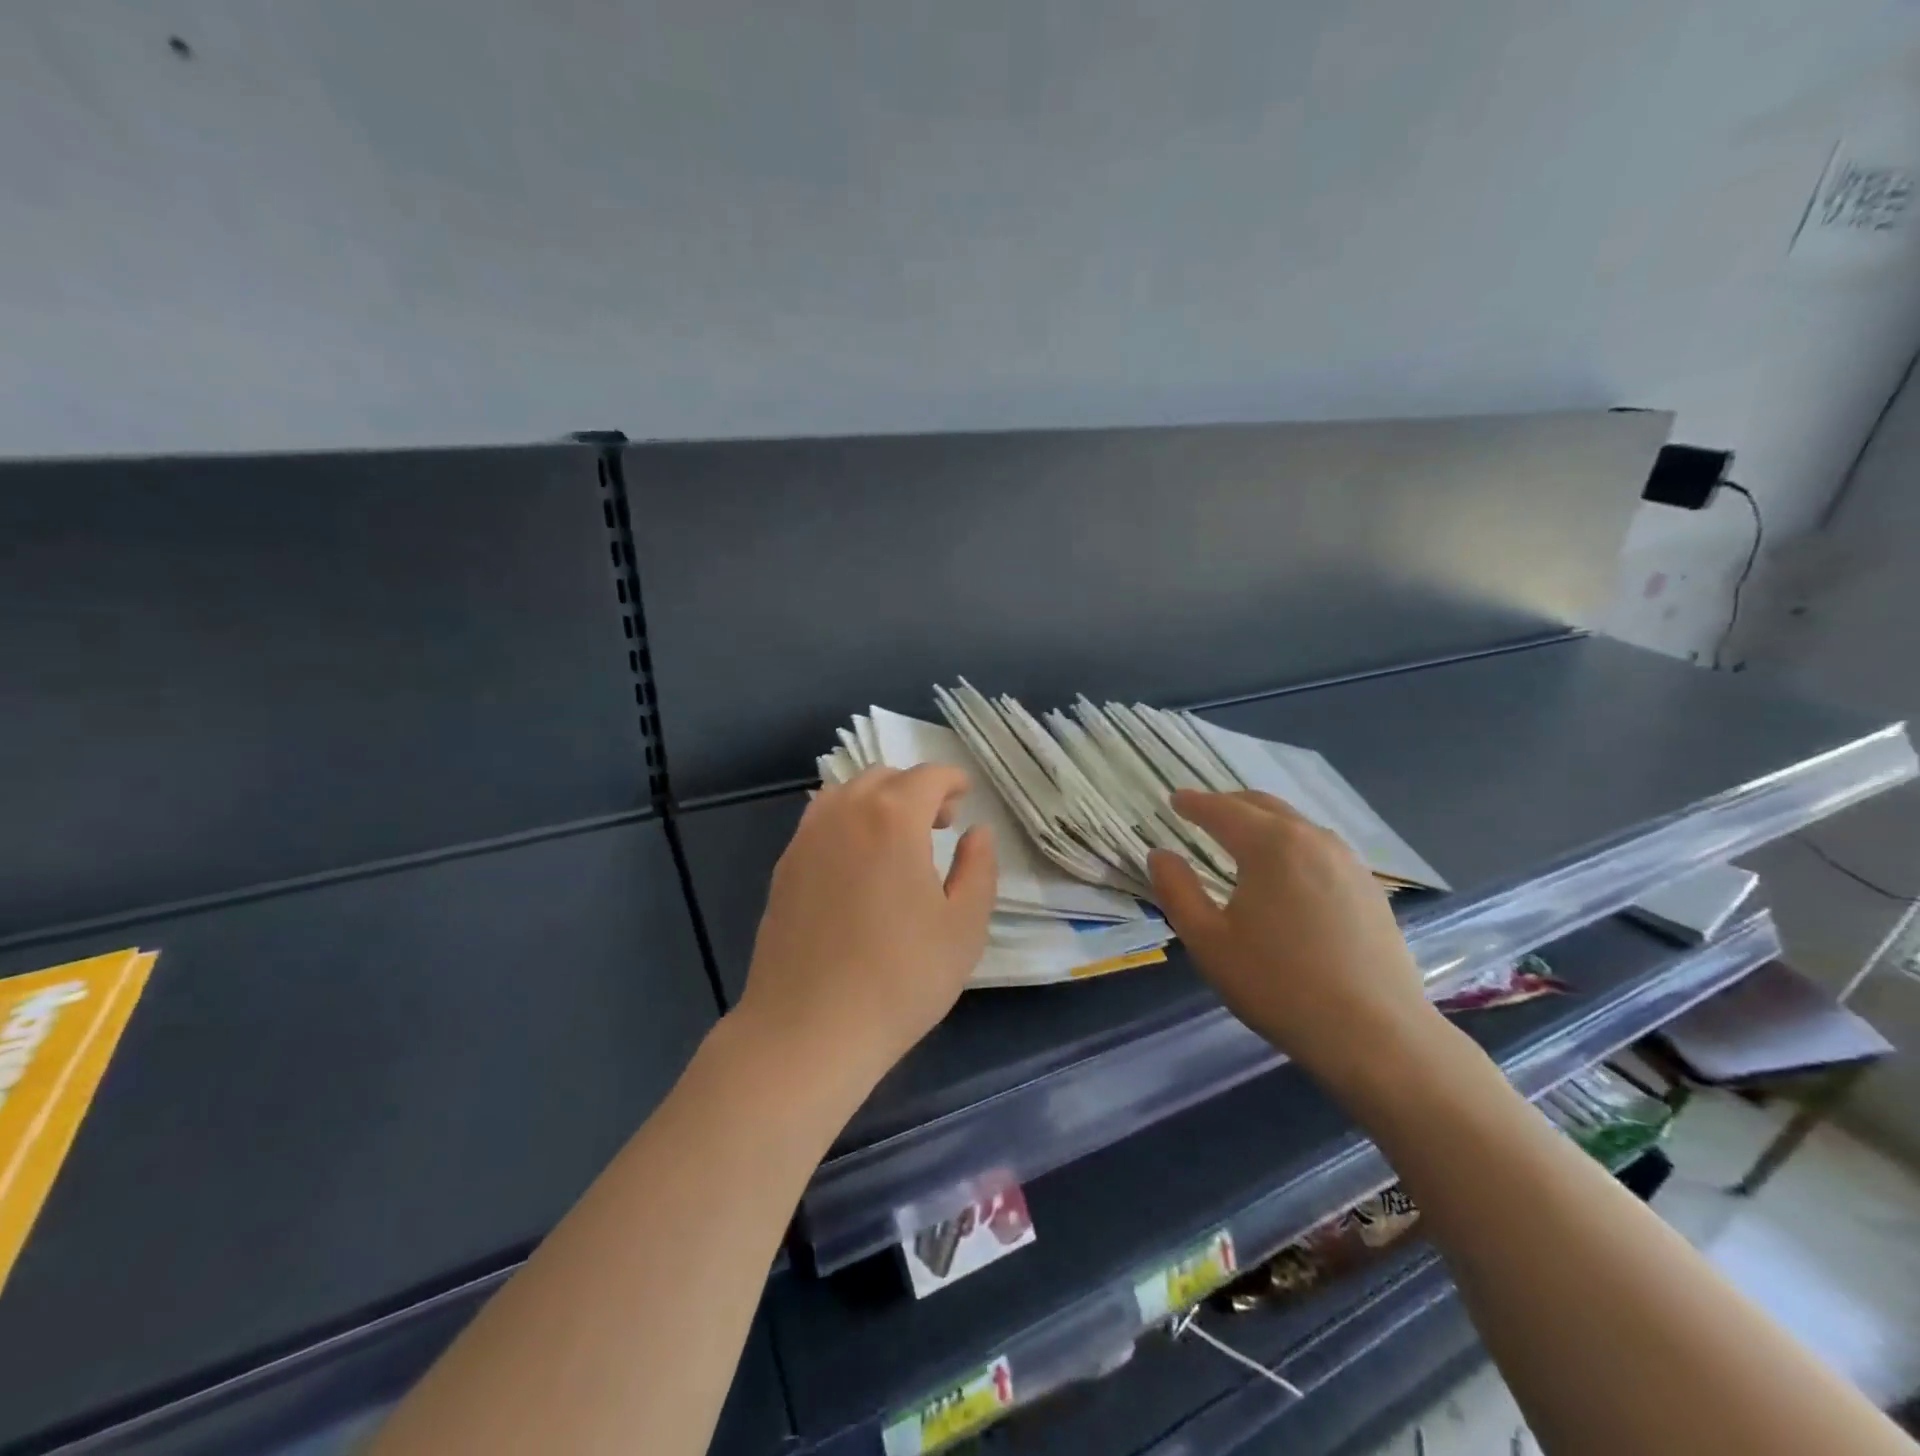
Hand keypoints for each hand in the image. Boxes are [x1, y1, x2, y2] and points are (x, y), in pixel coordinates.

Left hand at [736, 765, 996, 1089]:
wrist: (809, 1028)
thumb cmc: (900, 978)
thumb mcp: (964, 927)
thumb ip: (979, 868)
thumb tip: (978, 832)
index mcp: (893, 819)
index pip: (927, 777)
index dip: (951, 780)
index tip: (966, 797)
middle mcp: (845, 814)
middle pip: (884, 777)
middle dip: (916, 789)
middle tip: (939, 823)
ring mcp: (807, 838)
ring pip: (846, 793)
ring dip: (878, 801)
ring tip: (897, 839)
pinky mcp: (783, 867)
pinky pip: (820, 820)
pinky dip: (846, 820)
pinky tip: (857, 862)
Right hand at [1148, 790, 1438, 1090]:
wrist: (1375, 1035)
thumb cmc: (1278, 984)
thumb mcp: (1208, 941)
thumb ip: (1177, 890)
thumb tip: (1160, 855)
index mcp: (1270, 845)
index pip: (1222, 810)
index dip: (1194, 803)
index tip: (1175, 799)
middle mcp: (1312, 839)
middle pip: (1263, 806)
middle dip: (1228, 805)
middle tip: (1202, 812)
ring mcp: (1348, 862)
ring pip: (1295, 824)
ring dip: (1262, 822)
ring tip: (1240, 838)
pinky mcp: (1369, 889)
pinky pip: (1319, 848)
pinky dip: (1291, 844)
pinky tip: (1285, 872)